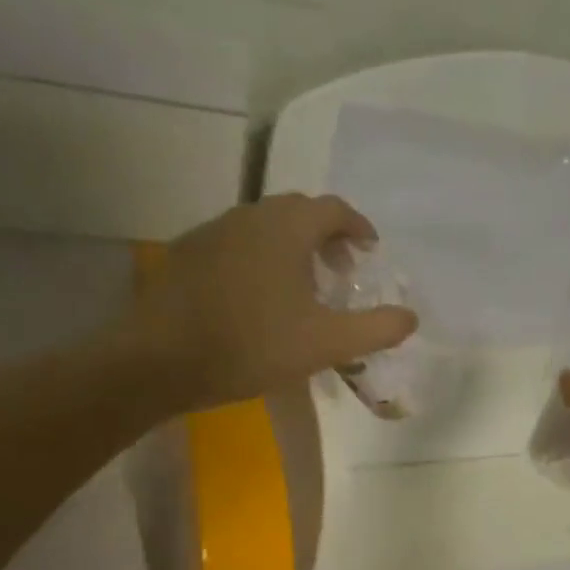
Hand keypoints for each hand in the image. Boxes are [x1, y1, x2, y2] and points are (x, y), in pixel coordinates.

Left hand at [134, 194, 417, 410]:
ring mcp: (212, 232)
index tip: (370, 251)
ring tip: (301, 286)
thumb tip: (410, 318)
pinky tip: (256, 298)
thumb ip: (375, 329)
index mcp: (287, 227)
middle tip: (340, 270)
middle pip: (298, 212)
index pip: (334, 209)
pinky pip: (236, 245)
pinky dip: (259, 259)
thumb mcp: (325, 343)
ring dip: (291, 247)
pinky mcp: (187, 255)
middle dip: (326, 235)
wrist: (159, 360)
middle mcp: (250, 215)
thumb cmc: (251, 345)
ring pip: (264, 227)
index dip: (358, 227)